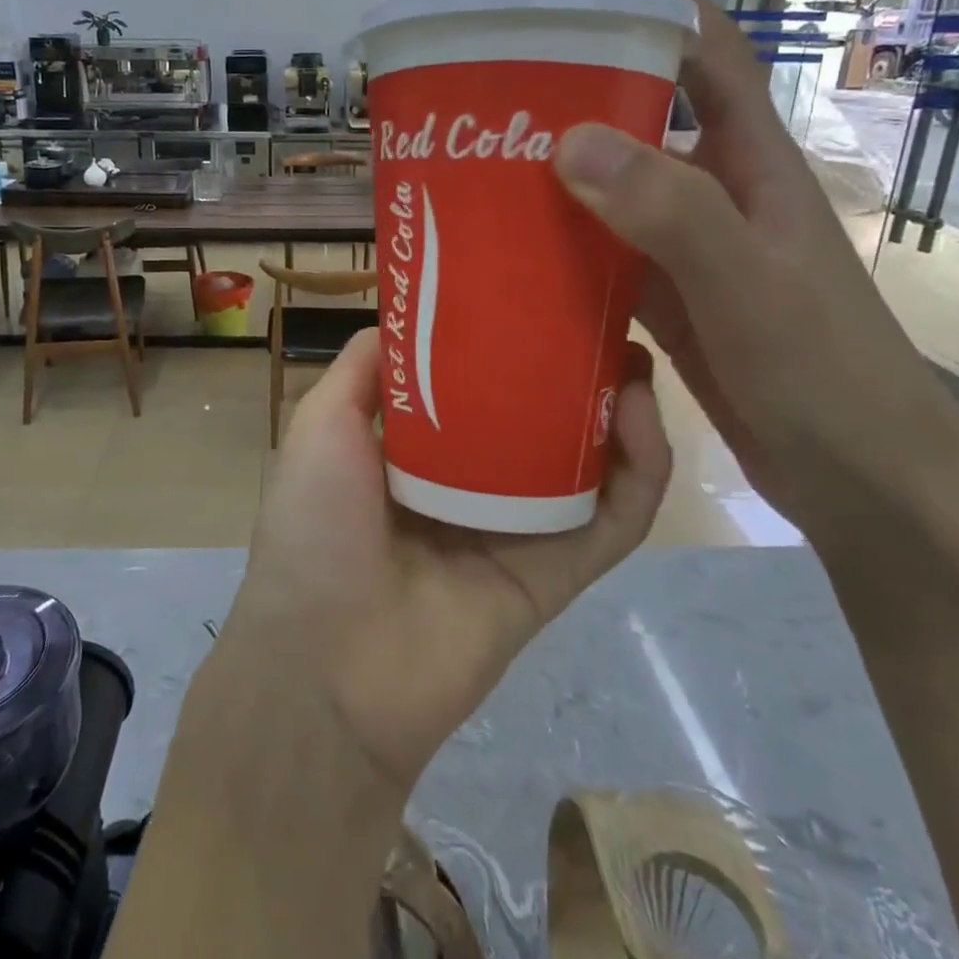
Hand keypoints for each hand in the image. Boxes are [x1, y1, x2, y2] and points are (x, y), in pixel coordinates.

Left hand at [218, 328, 670, 795]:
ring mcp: (518, 530)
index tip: (535, 295)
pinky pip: (613, 522)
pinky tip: (643, 417)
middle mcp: (471, 484)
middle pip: (537, 418)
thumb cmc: (315, 527)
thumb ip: (361, 369)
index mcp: (416, 450)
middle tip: (601, 320)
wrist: (328, 663)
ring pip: (586, 464)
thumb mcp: (321, 425)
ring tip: (632, 358)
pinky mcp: (557, 576)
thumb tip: (408, 317)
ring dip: (618, 412)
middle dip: (572, 370)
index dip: (505, 342)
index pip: (474, 384)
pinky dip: (640, 473)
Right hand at [550, 0, 958, 544]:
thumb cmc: (823, 373)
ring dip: (563, 169)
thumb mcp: (748, 284)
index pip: (710, 58)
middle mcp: (720, 197)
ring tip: (486, 152)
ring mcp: (691, 252)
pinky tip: (512, 247)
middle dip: (587, 84)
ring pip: (617, 191)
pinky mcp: (668, 303)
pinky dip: (564, 244)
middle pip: (647, 117)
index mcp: (753, 168)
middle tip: (505, 72)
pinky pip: (604, 255)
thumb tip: (570, 139)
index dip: (663, 2)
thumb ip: (670, 211)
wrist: (861, 478)